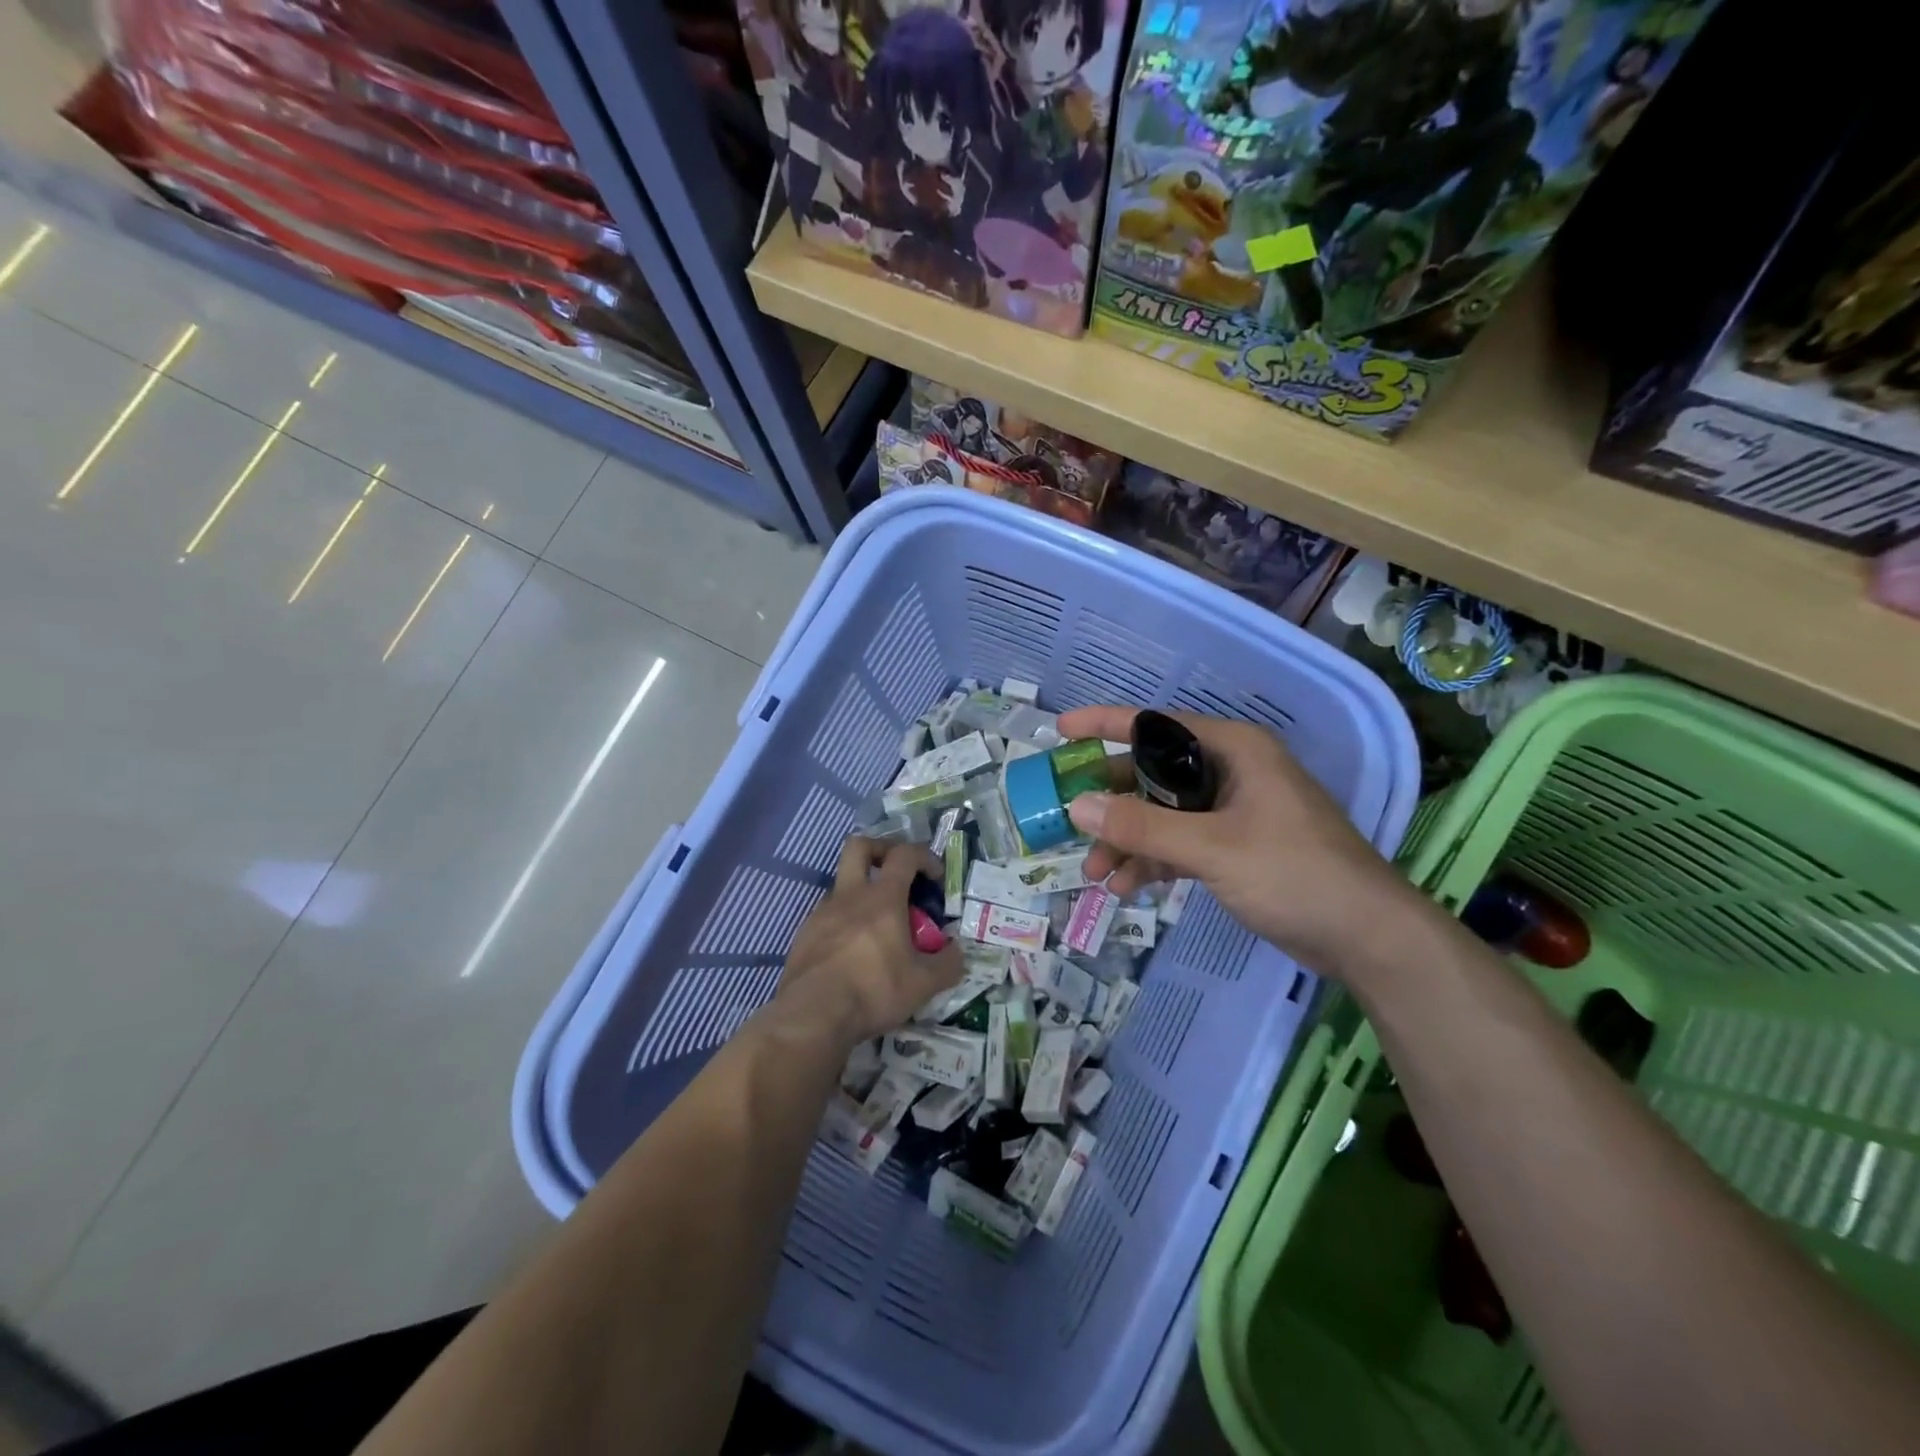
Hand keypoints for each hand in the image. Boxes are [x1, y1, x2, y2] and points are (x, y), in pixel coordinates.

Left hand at [774, 838, 962, 1046]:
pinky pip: (827, 915)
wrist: (812, 1015)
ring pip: (842, 884)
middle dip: (881, 850)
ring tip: (878, 926)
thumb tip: (957, 952)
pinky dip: (844, 922)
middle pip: (859, 847)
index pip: (904, 854)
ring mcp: (821, 913)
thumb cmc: (873, 990)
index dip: (924, 856)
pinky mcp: (804, 935)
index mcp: (882, 898)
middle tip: (897, 872)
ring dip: (861, 892)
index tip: (936, 877)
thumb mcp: (923, 984)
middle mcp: (849, 896)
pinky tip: (853, 952)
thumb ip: (947, 964)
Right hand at [1056, 706, 1419, 975]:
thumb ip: (1142, 827)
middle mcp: (1231, 771)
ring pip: (1163, 813)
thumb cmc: (1294, 873)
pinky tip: (1128, 887)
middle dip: (1111, 803)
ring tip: (1098, 874)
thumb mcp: (1212, 848)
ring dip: (1128, 840)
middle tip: (1069, 823)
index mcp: (1233, 749)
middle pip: (1153, 773)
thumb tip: (1076, 806)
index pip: (1155, 725)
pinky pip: (1180, 842)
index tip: (1060, 731)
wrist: (1366, 937)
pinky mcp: (1235, 846)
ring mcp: (1233, 811)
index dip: (1105, 724)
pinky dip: (1153, 861)